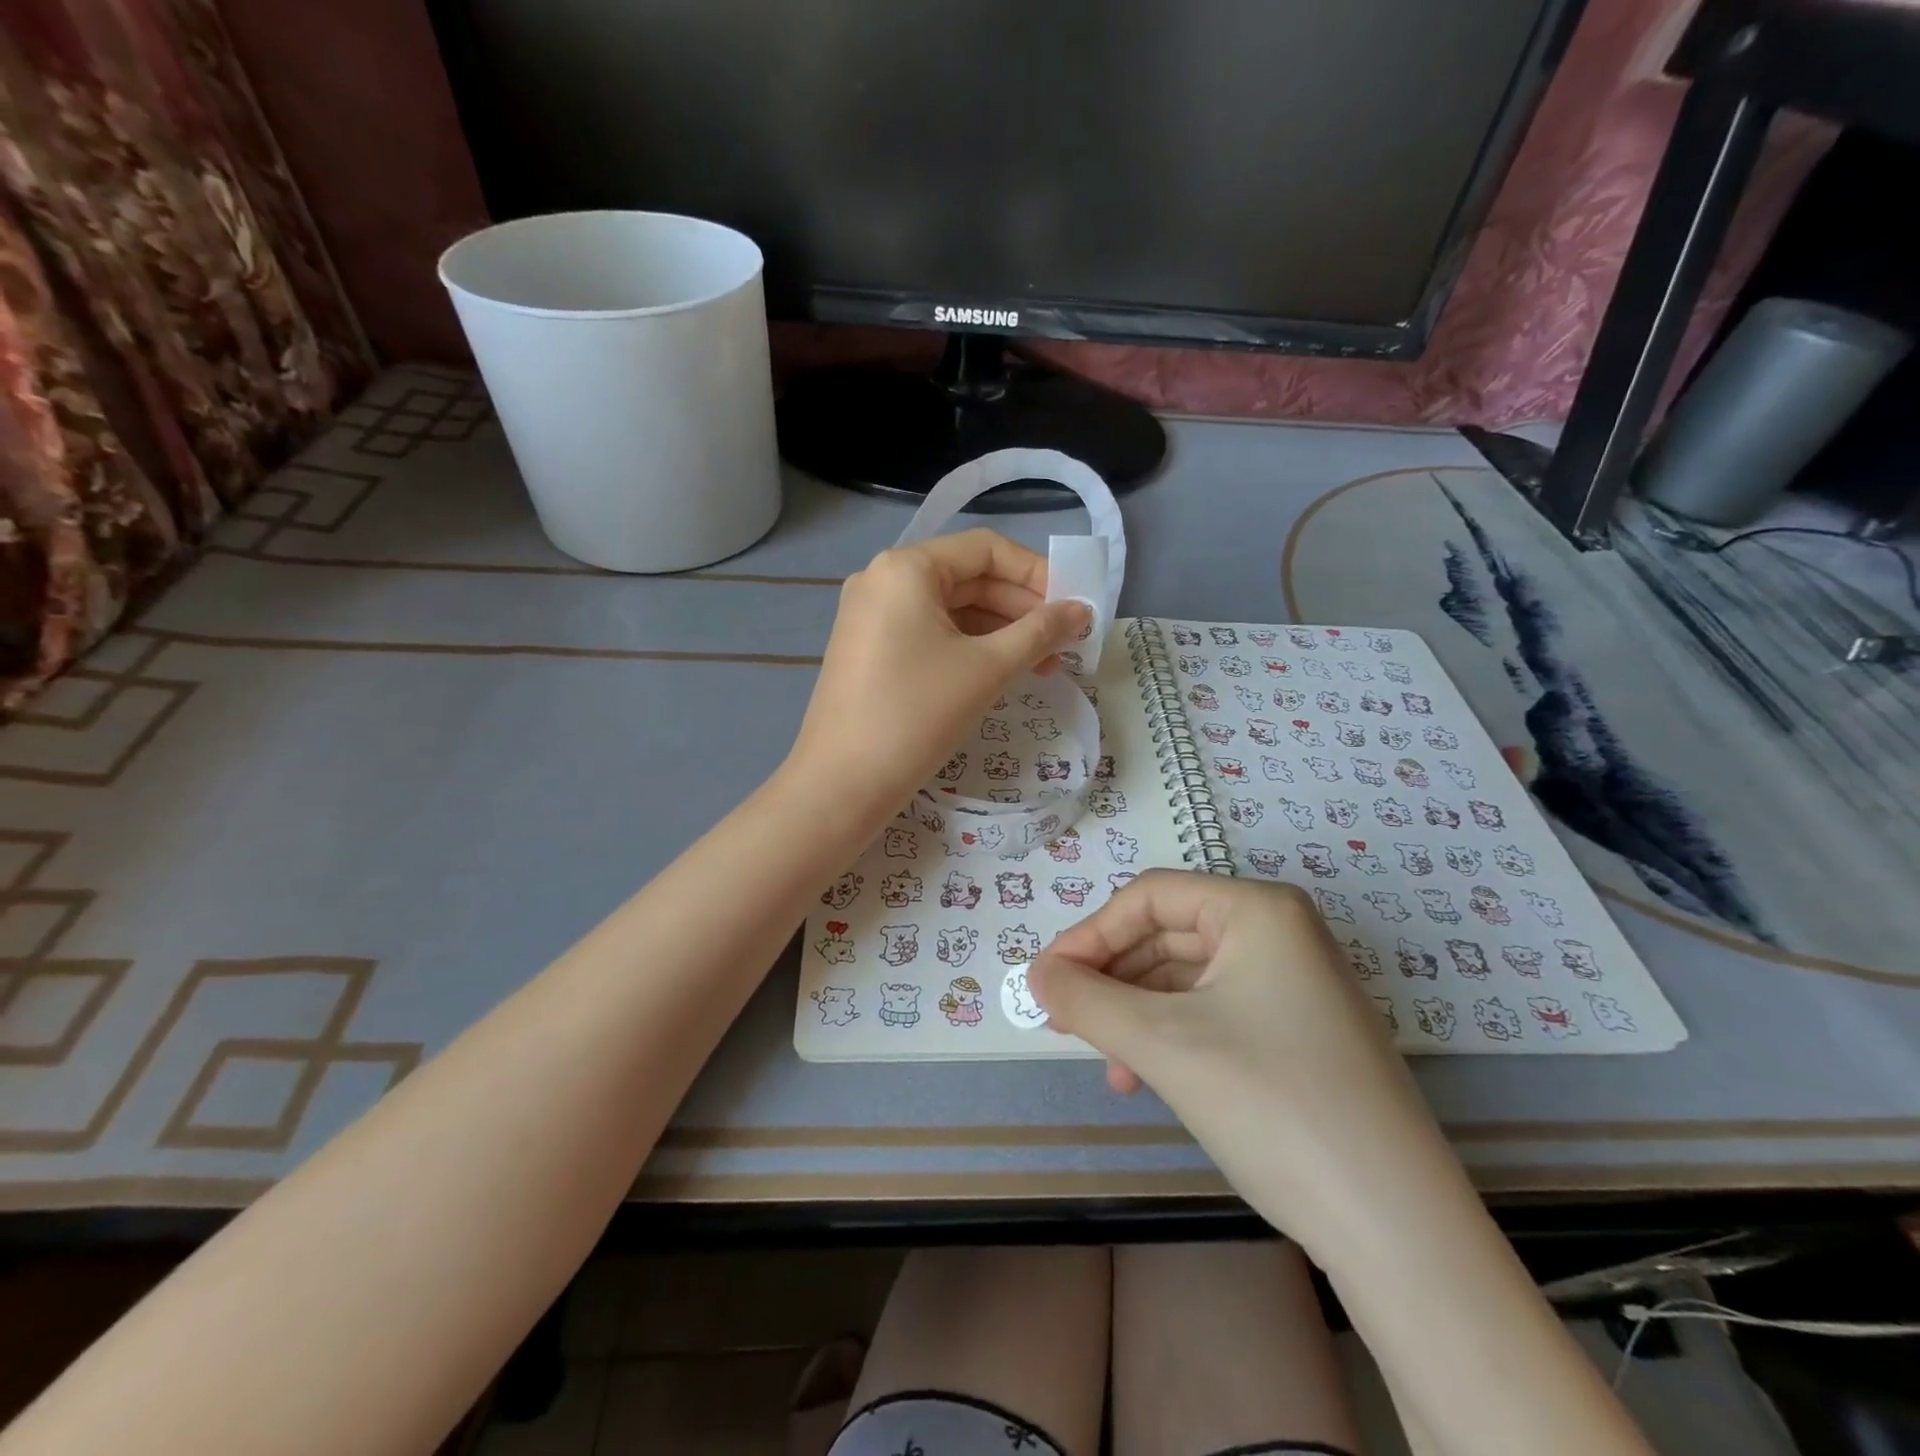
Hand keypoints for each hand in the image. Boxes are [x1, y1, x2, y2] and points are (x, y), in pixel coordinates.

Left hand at [788, 530, 1088, 818]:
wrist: (842, 783)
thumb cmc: (917, 714)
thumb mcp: (987, 669)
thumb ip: (1040, 632)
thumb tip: (1082, 610)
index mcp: (907, 568)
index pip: (985, 549)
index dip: (1036, 573)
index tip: (1073, 605)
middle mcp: (883, 580)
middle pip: (968, 578)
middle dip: (1022, 609)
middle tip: (1067, 641)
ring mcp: (872, 616)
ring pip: (951, 610)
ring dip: (1001, 633)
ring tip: (1045, 665)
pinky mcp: (870, 649)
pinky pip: (930, 633)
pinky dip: (969, 648)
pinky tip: (1002, 672)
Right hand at [1028, 872, 1458, 1249]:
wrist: (1397, 1229)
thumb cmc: (1273, 1105)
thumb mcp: (1164, 1044)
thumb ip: (1087, 1001)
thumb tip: (1036, 975)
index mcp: (1258, 910)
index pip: (1149, 897)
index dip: (1089, 934)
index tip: (1044, 981)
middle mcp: (1281, 933)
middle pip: (1167, 935)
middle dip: (1111, 979)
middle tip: (1065, 1022)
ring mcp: (1294, 984)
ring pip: (1186, 979)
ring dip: (1135, 1014)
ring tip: (1107, 1063)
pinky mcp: (1298, 1032)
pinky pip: (1213, 1012)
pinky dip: (1170, 1037)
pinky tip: (1146, 1079)